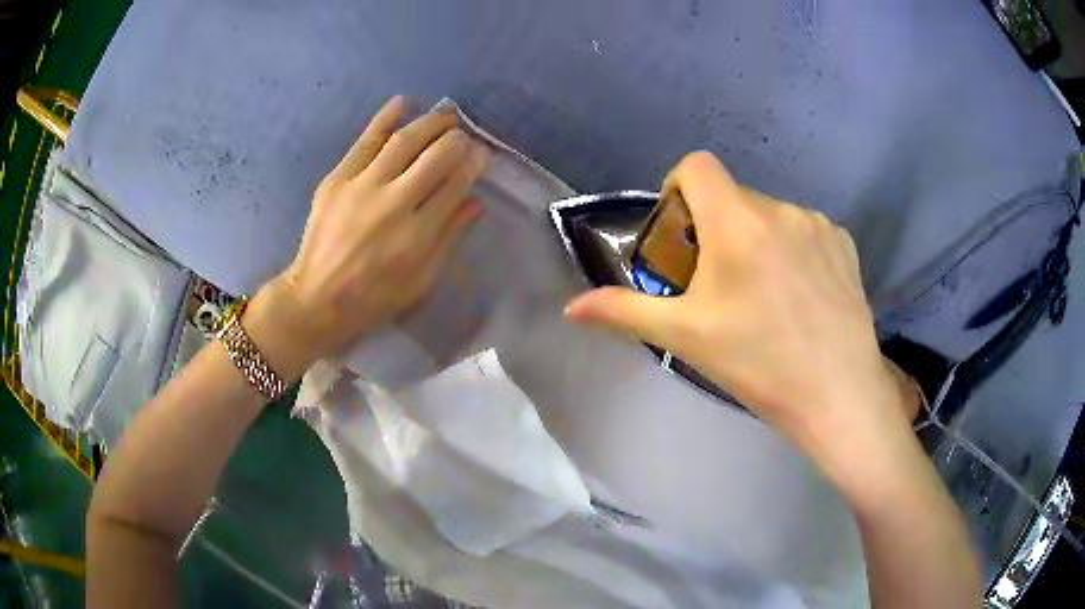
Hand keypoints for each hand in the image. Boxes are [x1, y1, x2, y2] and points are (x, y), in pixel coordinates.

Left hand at [247, 96, 489, 378]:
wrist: (317, 298)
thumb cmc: (374, 297)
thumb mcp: (421, 280)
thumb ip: (449, 238)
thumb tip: (476, 201)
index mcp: (417, 234)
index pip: (456, 184)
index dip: (474, 164)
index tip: (482, 153)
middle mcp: (393, 203)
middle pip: (435, 156)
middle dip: (456, 140)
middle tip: (464, 135)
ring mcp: (362, 187)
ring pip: (404, 141)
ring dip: (430, 123)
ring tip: (445, 115)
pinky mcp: (337, 180)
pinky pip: (365, 141)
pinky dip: (385, 118)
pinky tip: (403, 103)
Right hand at [565, 152, 910, 480]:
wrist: (837, 394)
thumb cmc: (758, 364)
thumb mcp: (686, 337)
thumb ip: (624, 311)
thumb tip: (571, 309)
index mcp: (737, 221)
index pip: (697, 166)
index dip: (678, 188)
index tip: (681, 232)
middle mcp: (779, 208)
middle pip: (733, 197)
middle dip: (716, 228)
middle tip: (720, 284)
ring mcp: (817, 223)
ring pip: (770, 216)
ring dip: (756, 240)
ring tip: (766, 296)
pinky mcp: (844, 242)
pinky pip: (805, 230)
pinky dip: (793, 250)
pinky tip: (801, 296)